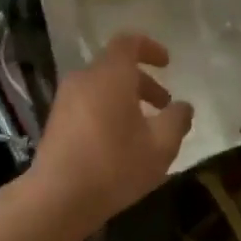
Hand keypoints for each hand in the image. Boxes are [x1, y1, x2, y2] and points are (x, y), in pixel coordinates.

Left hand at [30, 34, 192, 233]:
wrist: (57, 198)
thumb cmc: (114, 165)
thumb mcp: (160, 146)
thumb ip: (176, 121)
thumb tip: (183, 107)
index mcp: (110, 74)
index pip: (128, 42)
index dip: (150, 48)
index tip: (167, 64)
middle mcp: (85, 78)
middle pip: (116, 67)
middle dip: (144, 83)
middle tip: (164, 106)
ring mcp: (66, 100)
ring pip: (102, 87)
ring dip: (126, 99)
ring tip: (145, 129)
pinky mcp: (56, 121)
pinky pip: (88, 103)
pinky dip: (108, 111)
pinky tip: (120, 143)